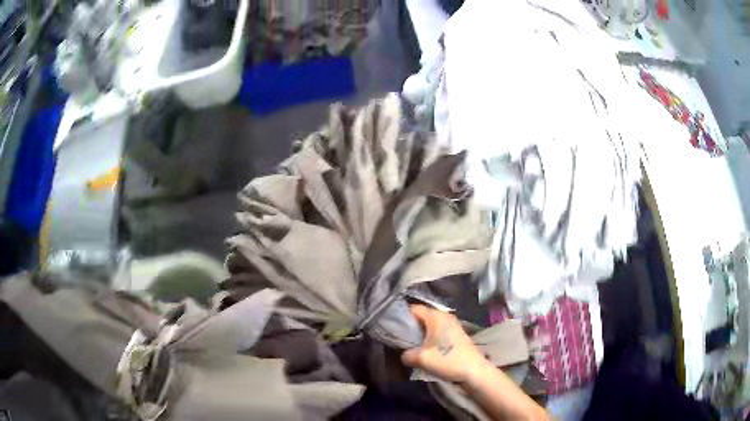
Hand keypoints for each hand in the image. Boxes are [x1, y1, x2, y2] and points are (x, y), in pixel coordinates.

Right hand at [401, 305, 487, 383]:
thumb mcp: (421, 358)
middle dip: (410, 326)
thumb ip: (406, 354)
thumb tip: (404, 354)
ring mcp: (452, 324)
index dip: (401, 316)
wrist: (474, 371)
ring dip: (420, 334)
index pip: (413, 308)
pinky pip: (437, 331)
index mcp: (436, 316)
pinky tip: (425, 349)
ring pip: (429, 325)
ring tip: (410, 346)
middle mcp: (445, 315)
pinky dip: (429, 338)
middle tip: (399, 339)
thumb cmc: (448, 360)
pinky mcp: (456, 334)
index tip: (391, 327)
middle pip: (421, 316)